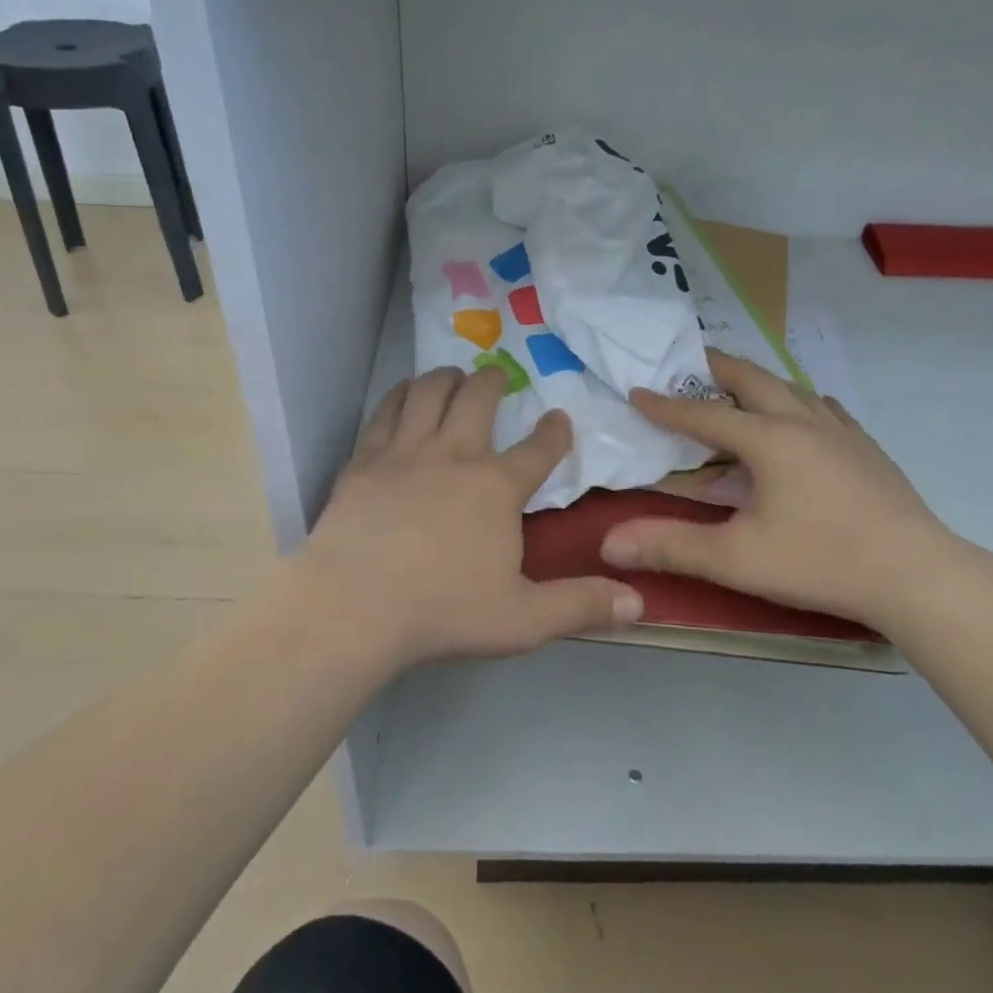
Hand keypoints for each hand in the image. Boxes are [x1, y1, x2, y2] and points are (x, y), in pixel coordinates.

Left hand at [294, 366, 642, 670]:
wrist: (354, 606)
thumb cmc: (442, 611)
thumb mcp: (523, 618)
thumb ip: (580, 605)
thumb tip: (638, 602)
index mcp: (496, 488)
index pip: (538, 450)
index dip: (555, 432)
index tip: (560, 419)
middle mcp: (454, 455)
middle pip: (477, 400)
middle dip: (493, 381)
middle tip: (497, 375)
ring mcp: (405, 452)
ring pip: (428, 392)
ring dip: (446, 377)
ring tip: (453, 374)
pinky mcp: (365, 460)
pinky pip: (386, 411)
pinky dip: (400, 394)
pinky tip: (403, 393)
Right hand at [602, 351, 958, 624]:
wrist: (918, 575)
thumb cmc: (820, 560)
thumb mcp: (736, 558)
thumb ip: (671, 546)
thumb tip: (609, 543)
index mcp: (768, 439)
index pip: (704, 414)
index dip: (667, 405)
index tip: (638, 392)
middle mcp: (803, 422)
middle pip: (753, 380)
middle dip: (717, 367)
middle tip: (693, 359)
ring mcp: (842, 433)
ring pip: (793, 389)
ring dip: (760, 381)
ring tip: (743, 384)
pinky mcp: (868, 450)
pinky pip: (827, 410)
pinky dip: (803, 402)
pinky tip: (809, 414)